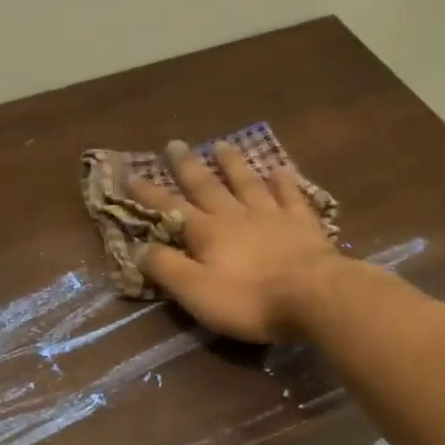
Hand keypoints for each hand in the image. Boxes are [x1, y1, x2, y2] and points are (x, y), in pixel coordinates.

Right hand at [127, 140, 343, 342]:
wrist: (314, 296)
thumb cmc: (249, 300)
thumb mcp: (196, 292)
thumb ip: (166, 268)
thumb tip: (137, 247)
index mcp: (207, 233)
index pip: (171, 208)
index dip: (149, 193)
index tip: (130, 174)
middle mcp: (236, 216)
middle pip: (208, 186)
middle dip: (188, 167)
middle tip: (176, 144)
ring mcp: (272, 216)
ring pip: (248, 183)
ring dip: (233, 164)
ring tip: (221, 145)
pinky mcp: (303, 224)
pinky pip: (290, 196)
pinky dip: (284, 182)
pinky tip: (280, 170)